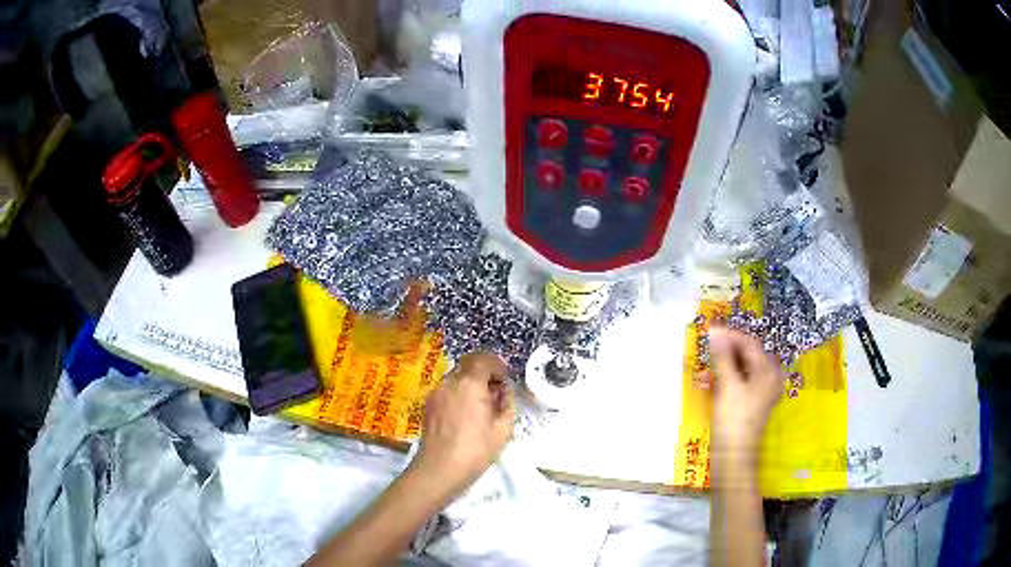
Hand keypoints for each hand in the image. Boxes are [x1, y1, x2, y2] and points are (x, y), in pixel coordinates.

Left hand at [409, 352, 514, 497]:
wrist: (439, 469)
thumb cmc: (475, 451)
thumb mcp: (503, 429)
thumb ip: (507, 403)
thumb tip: (504, 390)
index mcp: (470, 384)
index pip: (484, 359)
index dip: (498, 366)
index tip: (504, 381)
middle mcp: (449, 381)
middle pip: (468, 363)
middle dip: (483, 372)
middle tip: (494, 392)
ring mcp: (435, 392)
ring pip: (456, 375)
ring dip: (470, 382)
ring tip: (479, 406)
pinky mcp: (428, 404)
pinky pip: (446, 388)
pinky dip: (458, 392)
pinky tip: (464, 414)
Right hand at [708, 328, 785, 452]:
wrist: (735, 457)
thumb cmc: (734, 419)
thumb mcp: (728, 385)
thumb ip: (722, 357)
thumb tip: (716, 331)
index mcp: (768, 370)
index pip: (749, 343)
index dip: (730, 335)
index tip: (709, 331)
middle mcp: (769, 377)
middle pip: (746, 356)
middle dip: (724, 354)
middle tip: (705, 353)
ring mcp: (762, 391)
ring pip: (741, 370)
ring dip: (722, 369)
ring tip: (703, 376)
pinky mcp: (753, 403)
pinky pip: (740, 383)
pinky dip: (725, 382)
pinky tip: (709, 387)